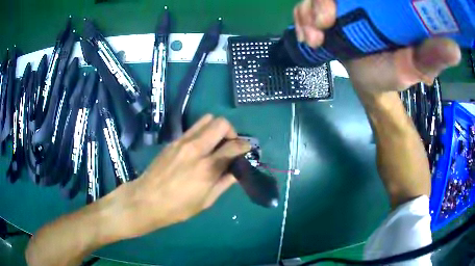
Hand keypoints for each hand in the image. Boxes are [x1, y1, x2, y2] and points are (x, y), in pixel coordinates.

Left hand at [104, 115, 250, 239]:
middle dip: (231, 131)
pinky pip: (193, 128)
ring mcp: (182, 142)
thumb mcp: (206, 201)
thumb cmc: (177, 207)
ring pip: (206, 119)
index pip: (233, 146)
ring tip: (215, 144)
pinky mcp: (173, 141)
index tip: (247, 149)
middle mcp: (196, 148)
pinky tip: (199, 148)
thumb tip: (237, 170)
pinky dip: (202, 132)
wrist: (146, 200)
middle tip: (230, 145)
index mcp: (207, 167)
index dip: (245, 145)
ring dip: (216, 128)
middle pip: (220, 123)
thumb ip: (224, 182)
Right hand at [293, 0, 461, 91]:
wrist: (370, 83)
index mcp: (384, 4)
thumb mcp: (415, 66)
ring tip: (316, 37)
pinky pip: (304, 7)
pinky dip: (301, 19)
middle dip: (320, 0)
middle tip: (324, 23)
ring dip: (307, 12)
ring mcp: (342, 4)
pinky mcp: (327, 13)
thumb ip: (432, 56)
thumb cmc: (393, 74)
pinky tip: (310, 38)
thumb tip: (455, 48)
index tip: (339, 6)